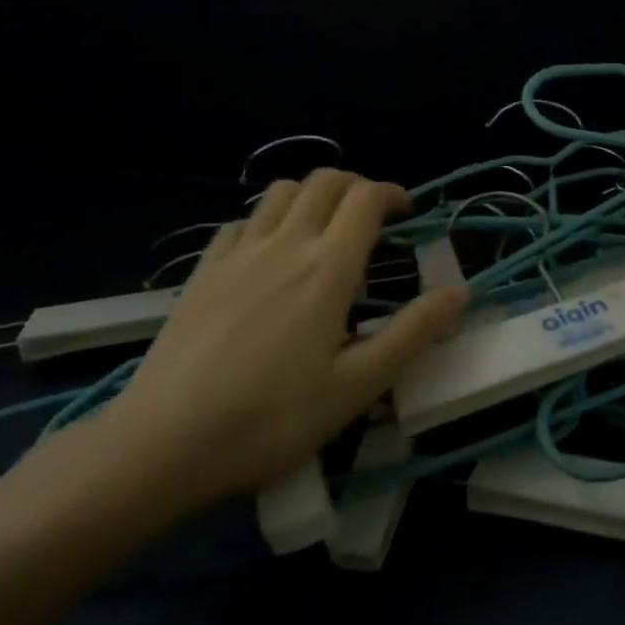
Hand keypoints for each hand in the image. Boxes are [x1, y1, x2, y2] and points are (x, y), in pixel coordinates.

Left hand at [98, 170, 467, 514]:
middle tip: (372, 218)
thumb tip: (461, 291)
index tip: (407, 213)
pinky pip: (242, 222)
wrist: (164, 443)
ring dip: (311, 195)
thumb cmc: (272, 419)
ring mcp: (238, 253)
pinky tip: (268, 253)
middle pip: (325, 181)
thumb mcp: (358, 386)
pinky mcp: (202, 271)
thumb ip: (413, 332)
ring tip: (323, 227)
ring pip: (280, 192)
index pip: (366, 198)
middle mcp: (285, 243)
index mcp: (328, 267)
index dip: (392, 193)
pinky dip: (267, 219)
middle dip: (356, 187)